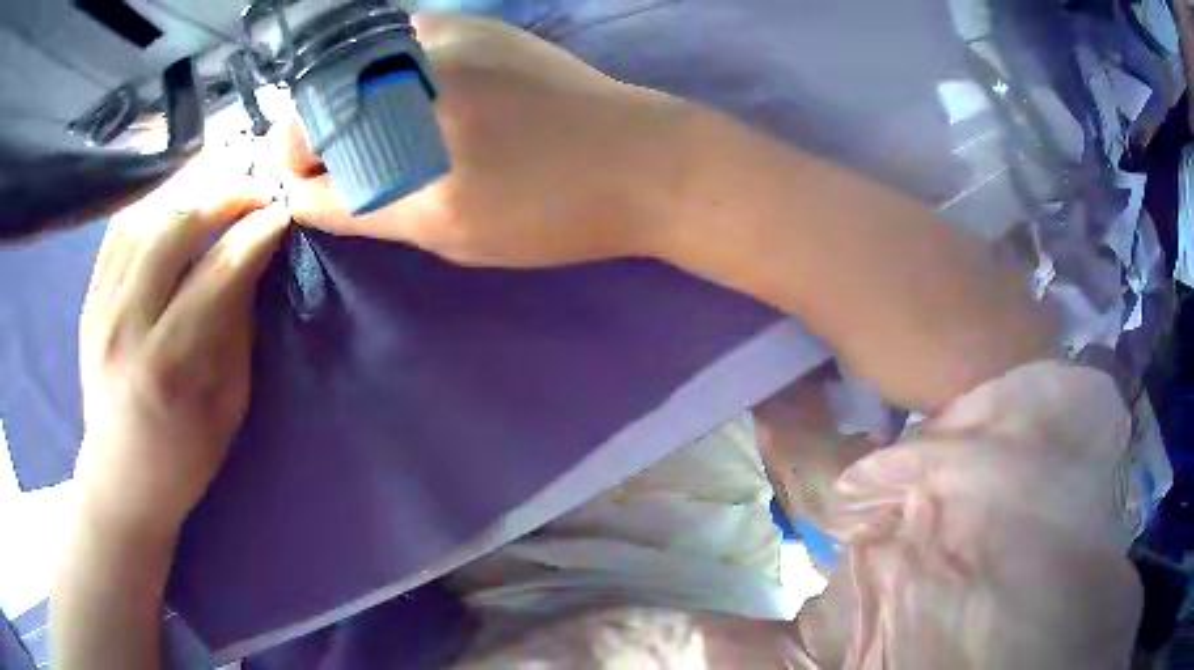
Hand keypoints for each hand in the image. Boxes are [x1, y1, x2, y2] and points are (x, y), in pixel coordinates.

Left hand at [75, 193, 288, 537]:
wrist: (122, 476)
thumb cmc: (184, 454)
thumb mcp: (228, 404)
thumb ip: (238, 327)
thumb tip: (253, 260)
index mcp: (170, 365)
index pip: (219, 271)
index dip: (256, 233)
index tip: (282, 214)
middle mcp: (128, 325)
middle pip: (177, 227)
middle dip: (225, 196)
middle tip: (255, 192)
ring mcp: (101, 307)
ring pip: (146, 216)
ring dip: (190, 192)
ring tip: (219, 191)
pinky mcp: (89, 298)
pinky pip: (120, 228)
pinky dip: (153, 204)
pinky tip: (176, 203)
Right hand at [287, 14, 689, 267]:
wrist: (644, 160)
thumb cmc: (551, 208)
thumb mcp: (445, 226)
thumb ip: (361, 207)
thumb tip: (304, 194)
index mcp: (407, 106)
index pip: (308, 128)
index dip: (297, 161)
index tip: (312, 187)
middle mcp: (420, 50)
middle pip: (325, 86)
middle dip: (320, 131)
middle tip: (344, 169)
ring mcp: (453, 28)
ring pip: (360, 61)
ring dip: (353, 102)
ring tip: (382, 141)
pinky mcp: (479, 26)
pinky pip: (403, 45)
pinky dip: (388, 77)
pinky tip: (413, 106)